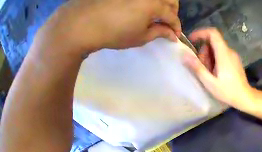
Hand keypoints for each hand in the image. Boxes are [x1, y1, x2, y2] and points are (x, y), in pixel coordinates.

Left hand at [37, 0, 180, 54]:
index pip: (172, 15)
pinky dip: (151, 1)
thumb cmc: (116, 33)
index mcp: (152, 4)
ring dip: (163, 4)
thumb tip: (173, 35)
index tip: (176, 36)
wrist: (84, 23)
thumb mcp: (142, 37)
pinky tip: (146, 8)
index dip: (176, 27)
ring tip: (158, 15)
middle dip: (173, 11)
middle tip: (168, 23)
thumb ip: (160, 32)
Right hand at [182, 28, 255, 110]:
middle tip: (203, 68)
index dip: (200, 33)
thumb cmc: (227, 92)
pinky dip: (216, 62)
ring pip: (218, 51)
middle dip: (204, 53)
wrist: (244, 98)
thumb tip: (184, 55)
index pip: (212, 33)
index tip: (192, 41)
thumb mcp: (210, 82)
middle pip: (214, 43)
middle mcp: (230, 52)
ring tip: (210, 75)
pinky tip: (216, 75)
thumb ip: (197, 68)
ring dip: (210, 59)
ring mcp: (234, 58)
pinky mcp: (236, 63)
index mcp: (224, 54)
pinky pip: (223, 57)